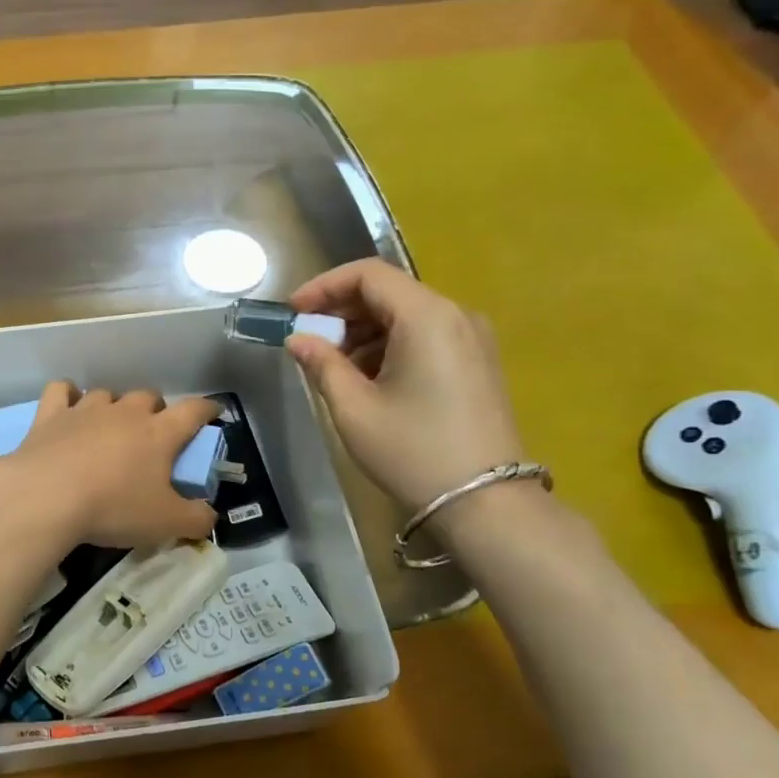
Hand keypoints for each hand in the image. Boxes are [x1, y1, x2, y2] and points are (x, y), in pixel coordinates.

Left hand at [0, 382, 219, 549]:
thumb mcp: (166, 524)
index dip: (207, 410)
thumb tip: (210, 516)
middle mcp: (125, 412)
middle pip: (148, 396)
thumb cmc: (114, 508)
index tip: (213, 412)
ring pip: (107, 393)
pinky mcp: (50, 415)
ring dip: (114, 406)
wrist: (47, 497)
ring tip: (110, 427)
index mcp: (159, 433)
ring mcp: (85, 410)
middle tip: (153, 434)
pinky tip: (68, 406)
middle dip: (156, 410)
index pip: (193, 411)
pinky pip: (62, 391)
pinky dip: (68, 395)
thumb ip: (196, 519)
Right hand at [285, 260, 527, 524]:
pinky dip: (390, 346)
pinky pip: (426, 336)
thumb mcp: (354, 409)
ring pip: (406, 315)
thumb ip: (321, 364)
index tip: (293, 311)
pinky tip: (369, 379)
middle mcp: (456, 315)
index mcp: (426, 317)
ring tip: (334, 367)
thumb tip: (298, 339)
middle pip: (389, 292)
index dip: (324, 286)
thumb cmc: (412, 452)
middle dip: (342, 311)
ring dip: (364, 331)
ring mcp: (472, 339)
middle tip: (308, 341)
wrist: (485, 502)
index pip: (369, 275)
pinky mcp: (478, 362)